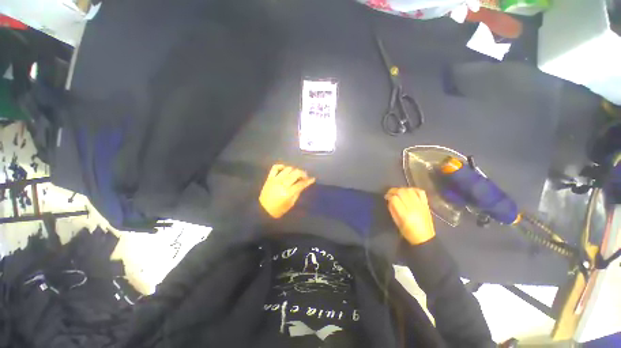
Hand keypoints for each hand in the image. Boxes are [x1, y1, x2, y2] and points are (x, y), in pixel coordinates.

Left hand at [259, 164, 315, 218]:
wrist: (263, 210)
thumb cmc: (279, 209)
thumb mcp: (291, 203)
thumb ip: (297, 192)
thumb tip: (303, 184)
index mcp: (288, 192)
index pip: (301, 184)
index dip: (308, 181)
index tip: (312, 179)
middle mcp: (282, 184)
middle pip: (295, 173)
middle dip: (302, 173)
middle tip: (304, 176)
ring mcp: (275, 179)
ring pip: (287, 169)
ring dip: (294, 170)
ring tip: (295, 174)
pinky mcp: (269, 178)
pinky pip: (275, 168)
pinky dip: (281, 166)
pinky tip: (285, 169)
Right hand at [385, 188, 435, 244]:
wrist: (425, 238)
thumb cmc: (408, 232)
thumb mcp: (396, 222)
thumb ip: (392, 209)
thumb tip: (389, 200)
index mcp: (405, 214)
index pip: (394, 199)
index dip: (389, 196)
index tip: (386, 197)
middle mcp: (413, 207)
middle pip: (402, 192)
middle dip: (393, 190)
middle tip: (390, 193)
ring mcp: (421, 205)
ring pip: (410, 190)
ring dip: (402, 189)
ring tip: (398, 192)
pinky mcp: (426, 204)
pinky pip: (420, 192)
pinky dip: (413, 189)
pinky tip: (409, 191)